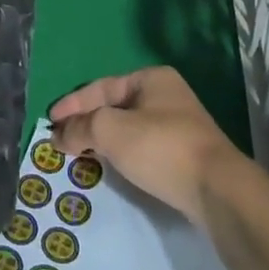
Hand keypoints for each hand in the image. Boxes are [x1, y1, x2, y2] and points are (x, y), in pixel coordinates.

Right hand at [51, 67, 242, 228]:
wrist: (218, 191)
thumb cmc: (161, 147)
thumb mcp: (112, 130)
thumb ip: (82, 128)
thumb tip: (59, 135)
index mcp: (151, 78)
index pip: (101, 87)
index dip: (73, 104)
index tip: (50, 121)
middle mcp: (167, 95)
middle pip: (115, 107)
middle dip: (87, 123)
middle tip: (62, 139)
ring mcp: (180, 126)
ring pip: (129, 129)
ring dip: (103, 141)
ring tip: (80, 155)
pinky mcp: (186, 156)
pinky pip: (143, 148)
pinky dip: (122, 155)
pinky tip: (112, 167)